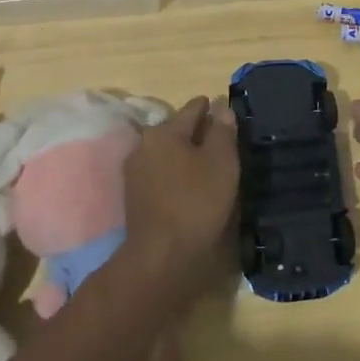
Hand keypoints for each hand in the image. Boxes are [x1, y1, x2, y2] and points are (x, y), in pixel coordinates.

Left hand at [119, 96, 239, 298]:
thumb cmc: (196, 201)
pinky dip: (175, 172)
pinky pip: (160, 172)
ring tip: (208, 165)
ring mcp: (134, 171)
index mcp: (164, 131)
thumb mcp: (221, 162)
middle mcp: (144, 144)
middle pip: (176, 129)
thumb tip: (221, 106)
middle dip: (197, 132)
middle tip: (221, 142)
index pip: (192, 108)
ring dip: (185, 154)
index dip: (212, 108)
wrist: (161, 255)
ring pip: (167, 151)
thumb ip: (222, 130)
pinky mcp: (133, 195)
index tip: (226, 113)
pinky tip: (190, 185)